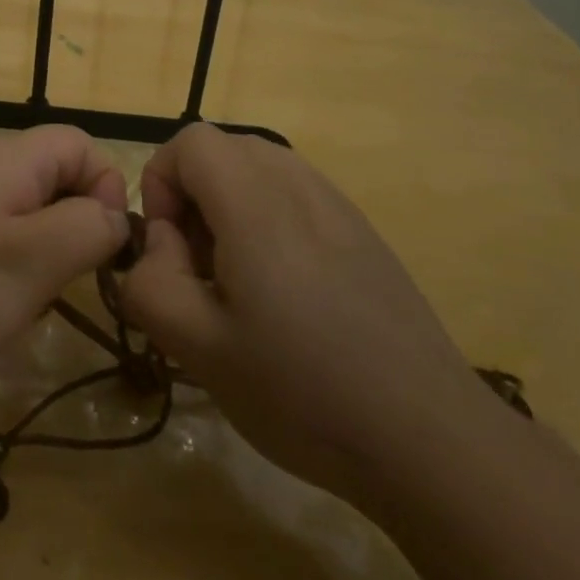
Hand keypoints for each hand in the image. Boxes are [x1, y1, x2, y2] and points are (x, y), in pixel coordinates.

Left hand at [0, 125, 130, 422]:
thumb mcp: (33, 261)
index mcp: (2, 159)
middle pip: (50, 178)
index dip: (106, 187)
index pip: (79, 145)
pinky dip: (3, 270)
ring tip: (24, 303)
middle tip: (63, 282)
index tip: (102, 247)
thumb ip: (89, 228)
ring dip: (39, 256)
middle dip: (72, 227)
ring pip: (21, 215)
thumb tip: (115, 216)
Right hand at [122, 124, 486, 514]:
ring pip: (261, 170)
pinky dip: (269, 221)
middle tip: (198, 268)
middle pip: (225, 149)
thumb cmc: (301, 392)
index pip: (190, 142)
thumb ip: (151, 282)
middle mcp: (301, 186)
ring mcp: (340, 206)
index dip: (160, 183)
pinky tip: (286, 294)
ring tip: (238, 282)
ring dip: (229, 208)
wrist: (428, 437)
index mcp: (256, 204)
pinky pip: (297, 196)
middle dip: (192, 196)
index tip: (169, 249)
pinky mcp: (364, 233)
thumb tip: (161, 242)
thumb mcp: (199, 348)